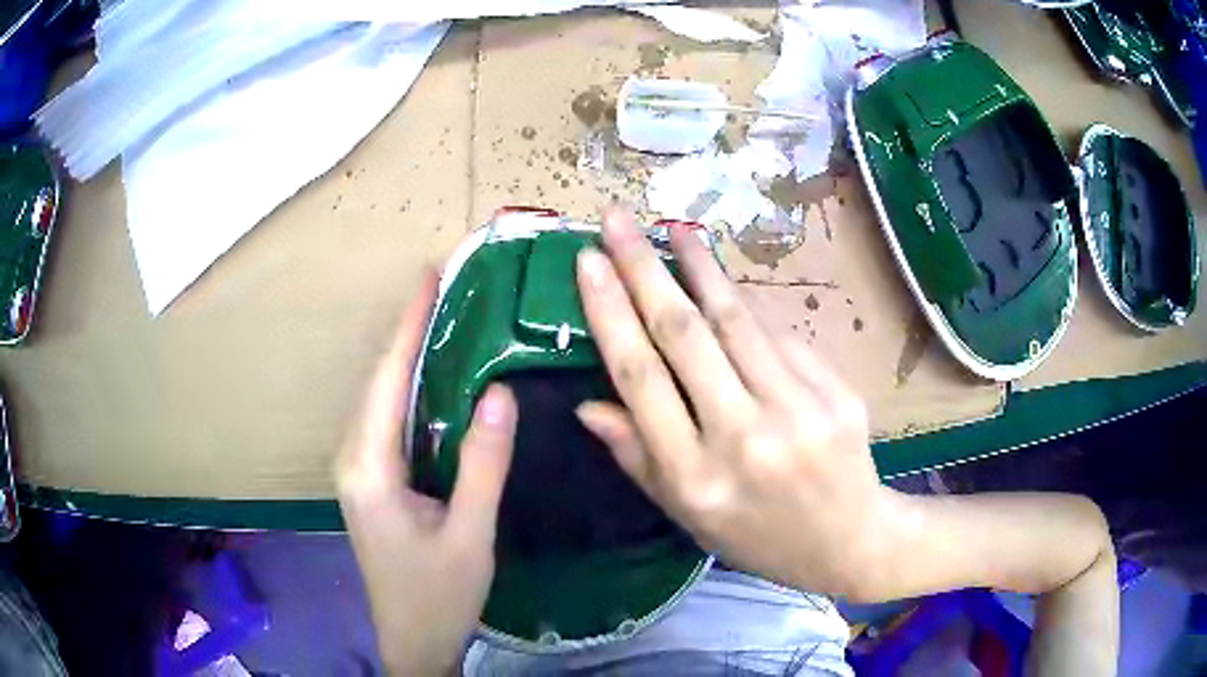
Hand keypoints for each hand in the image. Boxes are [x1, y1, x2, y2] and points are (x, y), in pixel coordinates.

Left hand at [335, 271, 516, 675]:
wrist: (412, 641)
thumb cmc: (438, 596)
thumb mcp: (469, 534)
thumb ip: (482, 464)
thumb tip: (499, 392)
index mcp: (368, 467)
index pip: (387, 380)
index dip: (408, 325)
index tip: (428, 275)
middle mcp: (354, 458)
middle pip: (380, 383)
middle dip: (409, 332)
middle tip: (446, 287)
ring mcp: (361, 470)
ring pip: (384, 401)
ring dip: (410, 357)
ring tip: (445, 317)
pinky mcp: (374, 481)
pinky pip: (392, 423)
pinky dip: (413, 391)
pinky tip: (439, 378)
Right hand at [574, 209, 892, 597]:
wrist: (848, 540)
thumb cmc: (756, 534)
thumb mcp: (686, 514)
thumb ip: (637, 458)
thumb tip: (588, 404)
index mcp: (695, 477)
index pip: (640, 378)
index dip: (610, 311)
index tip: (588, 262)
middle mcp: (744, 439)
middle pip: (684, 335)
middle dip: (644, 268)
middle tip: (618, 220)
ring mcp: (797, 412)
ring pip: (737, 321)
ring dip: (701, 267)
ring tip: (676, 229)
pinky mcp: (836, 394)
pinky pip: (779, 338)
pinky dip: (747, 310)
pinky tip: (727, 289)